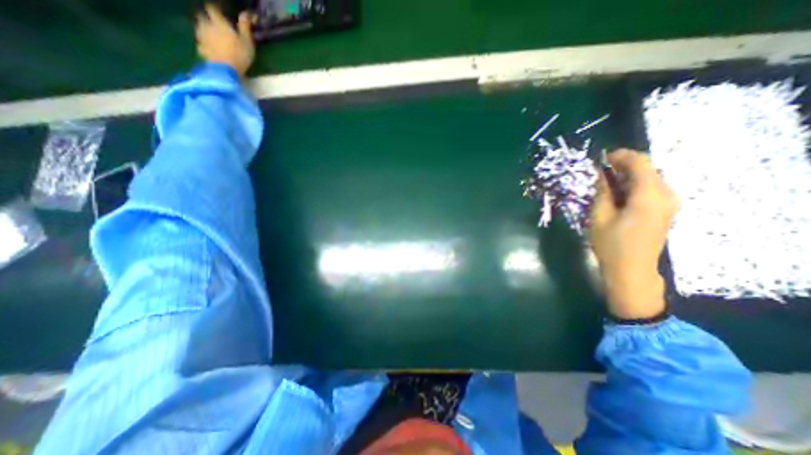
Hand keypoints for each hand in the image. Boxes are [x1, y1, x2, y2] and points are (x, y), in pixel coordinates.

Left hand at [195, 4, 253, 75]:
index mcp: (218, 22)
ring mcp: (202, 37)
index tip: (219, 11)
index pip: (212, 8)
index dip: (215, 8)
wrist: (226, 70)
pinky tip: (209, 48)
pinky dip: (204, 44)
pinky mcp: (201, 49)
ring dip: (203, 29)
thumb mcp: (247, 41)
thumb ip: (245, 27)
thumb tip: (246, 13)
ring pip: (199, 28)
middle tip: (213, 23)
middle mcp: (206, 25)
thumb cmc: (239, 54)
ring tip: (211, 35)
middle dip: (206, 18)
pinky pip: (200, 43)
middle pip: (201, 16)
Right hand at [590, 149, 679, 320]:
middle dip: (623, 165)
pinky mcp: (665, 211)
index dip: (621, 156)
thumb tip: (600, 175)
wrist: (632, 271)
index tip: (601, 158)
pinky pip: (651, 189)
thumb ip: (602, 192)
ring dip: (628, 175)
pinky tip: (618, 194)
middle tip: (599, 171)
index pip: (640, 163)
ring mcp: (669, 203)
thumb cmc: (611, 244)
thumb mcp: (599, 216)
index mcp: (649, 196)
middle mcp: (665, 195)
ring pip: (650, 178)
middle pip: (648, 168)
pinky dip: (634, 185)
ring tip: (605, 182)